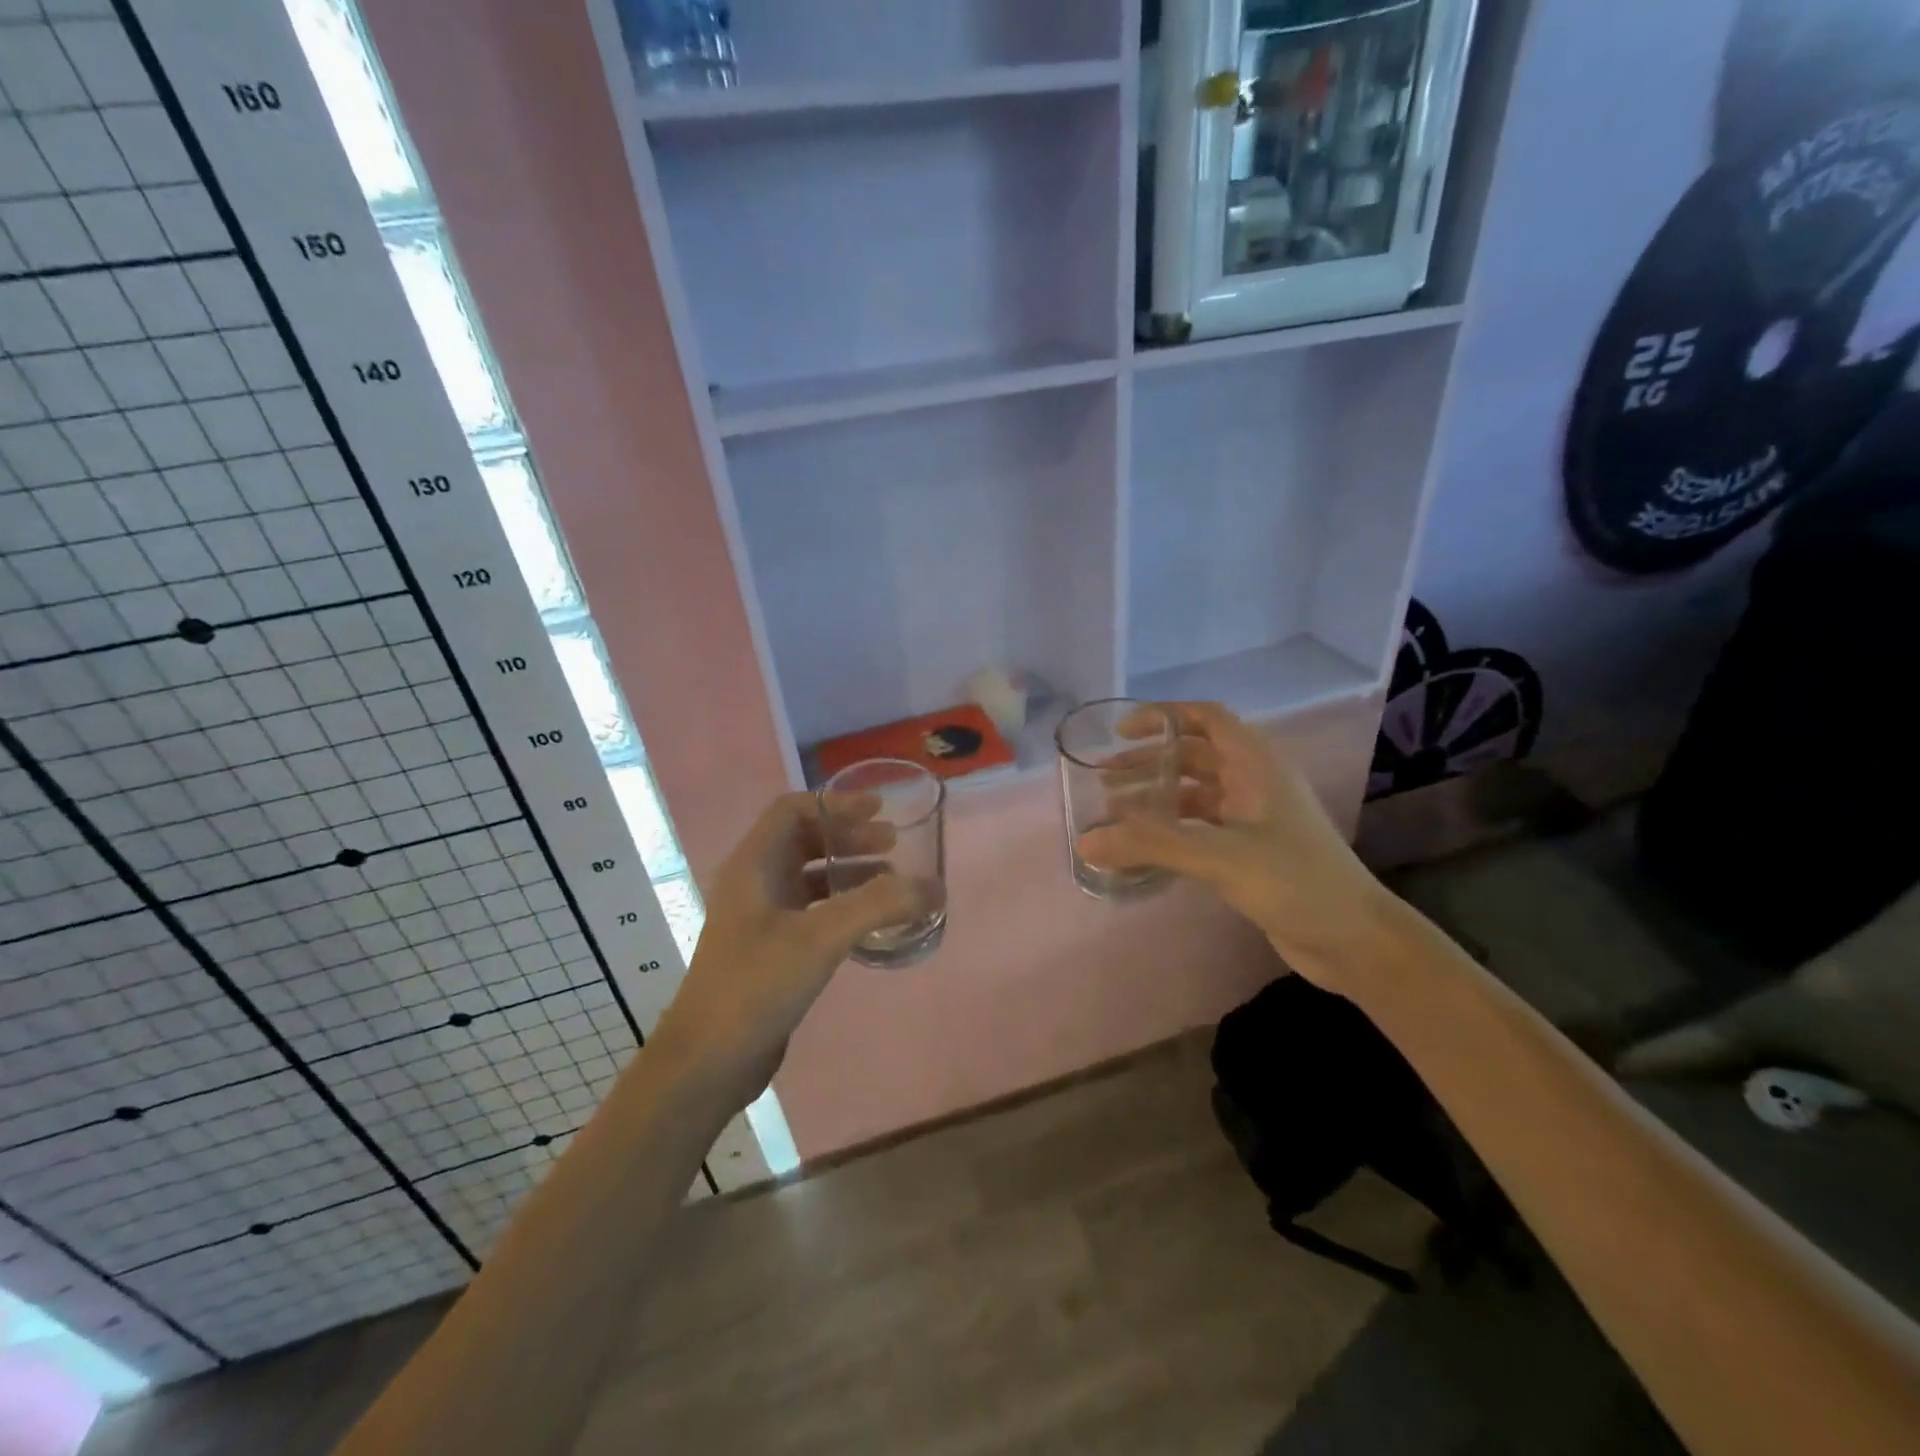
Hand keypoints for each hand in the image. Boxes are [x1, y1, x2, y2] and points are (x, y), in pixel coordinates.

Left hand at [648, 793, 923, 1110]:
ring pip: (809, 876)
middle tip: (893, 843)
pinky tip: (871, 922)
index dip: (836, 804)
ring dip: (849, 870)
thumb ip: (878, 905)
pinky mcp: (769, 949)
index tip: (879, 810)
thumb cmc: (756, 986)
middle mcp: (752, 883)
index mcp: (752, 865)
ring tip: (892, 879)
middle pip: (804, 840)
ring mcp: (759, 918)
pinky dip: (842, 905)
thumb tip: (932, 886)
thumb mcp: (820, 937)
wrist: (708, 1061)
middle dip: (849, 836)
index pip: (792, 810)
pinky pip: (811, 910)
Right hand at [1077, 702, 1391, 989]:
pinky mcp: (1251, 850)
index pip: (1206, 718)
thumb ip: (1151, 845)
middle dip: (1149, 761)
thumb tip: (1085, 841)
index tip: (1120, 731)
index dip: (1163, 716)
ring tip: (1114, 810)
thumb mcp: (1219, 856)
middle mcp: (1255, 782)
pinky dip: (1171, 828)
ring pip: (1196, 792)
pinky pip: (1201, 826)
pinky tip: (1145, 845)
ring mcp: (1254, 817)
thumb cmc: (1295, 881)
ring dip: (1157, 795)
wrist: (1354, 939)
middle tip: (1104, 778)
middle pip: (1194, 754)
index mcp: (1256, 764)